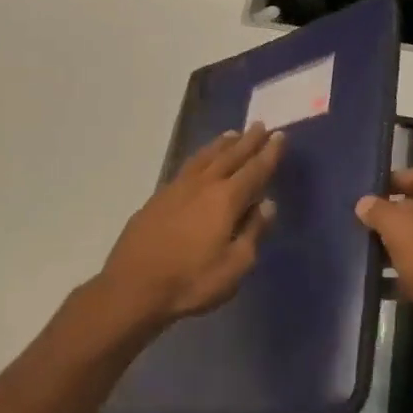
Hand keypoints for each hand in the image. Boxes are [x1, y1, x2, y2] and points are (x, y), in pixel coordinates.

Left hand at [99, 123, 283, 327]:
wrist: (133, 287)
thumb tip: (267, 204)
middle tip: (259, 125)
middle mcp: (202, 185)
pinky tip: (200, 162)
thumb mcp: (234, 266)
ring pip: (204, 158)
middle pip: (229, 156)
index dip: (269, 154)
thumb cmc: (191, 281)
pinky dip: (200, 158)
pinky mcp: (157, 199)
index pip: (254, 170)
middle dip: (247, 141)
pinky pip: (187, 168)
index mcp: (225, 199)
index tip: (279, 136)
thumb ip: (253, 232)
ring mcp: (176, 189)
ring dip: (221, 145)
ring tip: (232, 134)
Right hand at [356, 167, 412, 376]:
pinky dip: (410, 271)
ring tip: (368, 253)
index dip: (395, 180)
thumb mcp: (399, 230)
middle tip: (363, 223)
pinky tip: (384, 284)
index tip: (368, 190)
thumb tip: (365, 203)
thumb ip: (379, 211)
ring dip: (399, 246)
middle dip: (394, 215)